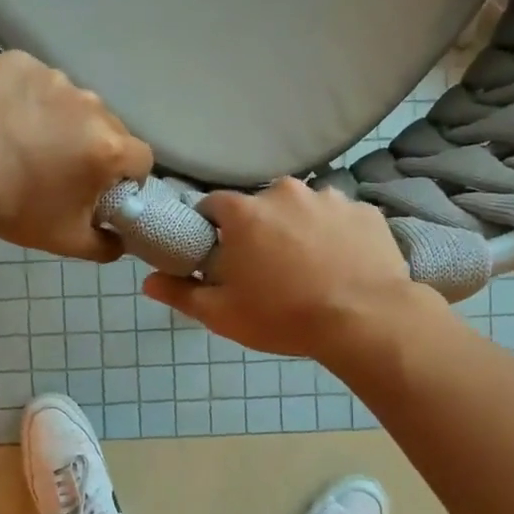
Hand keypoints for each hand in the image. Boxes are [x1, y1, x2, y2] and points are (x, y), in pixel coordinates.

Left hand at [0, 52, 153, 260]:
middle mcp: (90, 104)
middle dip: (93, 146)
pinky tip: (7, 116)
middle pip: (108, 126)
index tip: (101, 186)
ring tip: (27, 139)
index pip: (140, 159)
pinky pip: (37, 79)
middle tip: (59, 166)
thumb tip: (122, 239)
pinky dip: (28, 96)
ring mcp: (54, 77)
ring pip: (72, 101)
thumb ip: (106, 245)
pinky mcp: (20, 61)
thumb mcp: (67, 241)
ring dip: (61, 118)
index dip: (126, 176)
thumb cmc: (14, 210)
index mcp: (108, 148)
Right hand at [143, 178, 432, 362]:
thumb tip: (147, 282)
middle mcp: (285, 192)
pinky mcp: (366, 211)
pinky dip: (337, 235)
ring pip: (303, 209)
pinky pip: (341, 218)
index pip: (214, 205)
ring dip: (300, 229)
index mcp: (245, 213)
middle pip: (261, 206)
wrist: (366, 320)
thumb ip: (181, 293)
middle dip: (259, 229)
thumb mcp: (223, 315)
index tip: (219, 254)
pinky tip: (342, 265)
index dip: (212, 228)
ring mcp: (330, 197)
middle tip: (267, 267)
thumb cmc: (284, 317)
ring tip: (311, 267)